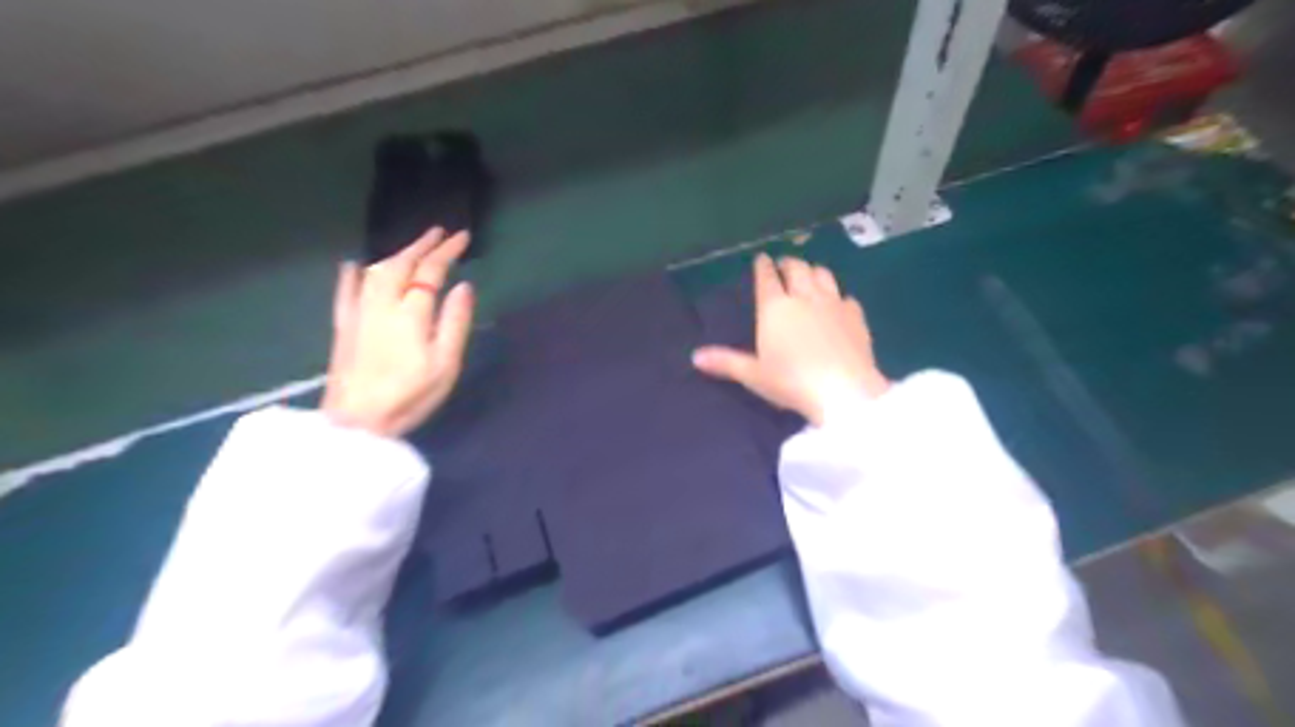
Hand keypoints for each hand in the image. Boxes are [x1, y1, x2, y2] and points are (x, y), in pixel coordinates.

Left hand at [318, 228, 472, 434]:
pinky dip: (352, 274)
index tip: (463, 237)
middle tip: (440, 233)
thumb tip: (463, 287)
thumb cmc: (409, 396)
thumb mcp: (445, 364)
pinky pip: (345, 291)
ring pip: (376, 271)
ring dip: (396, 254)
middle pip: (400, 264)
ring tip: (413, 248)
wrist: (356, 423)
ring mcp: (358, 313)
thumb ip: (455, 323)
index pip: (430, 271)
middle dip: (422, 245)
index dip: (447, 252)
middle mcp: (381, 304)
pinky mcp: (343, 326)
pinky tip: (354, 264)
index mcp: (410, 312)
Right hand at [692, 252, 884, 426]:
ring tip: (809, 275)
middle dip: (788, 263)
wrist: (843, 390)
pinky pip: (846, 297)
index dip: (762, 266)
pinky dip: (839, 296)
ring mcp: (833, 303)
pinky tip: (839, 304)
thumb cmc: (791, 382)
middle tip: (784, 265)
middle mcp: (804, 297)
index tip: (761, 259)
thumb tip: (694, 357)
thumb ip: (725, 362)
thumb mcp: (753, 374)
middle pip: (797, 268)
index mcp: (775, 308)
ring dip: (814, 271)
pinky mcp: (856, 316)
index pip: (766, 278)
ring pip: (823, 274)